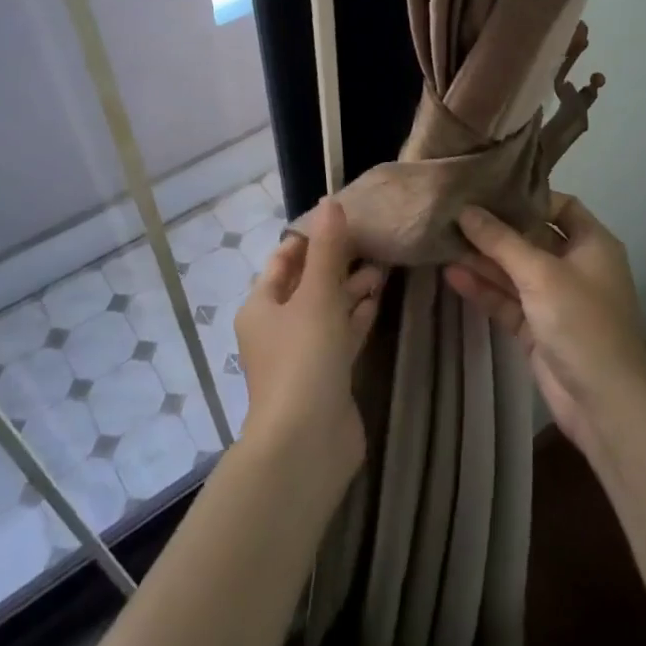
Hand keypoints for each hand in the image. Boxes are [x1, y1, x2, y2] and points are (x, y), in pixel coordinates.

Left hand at [234, 199, 382, 482]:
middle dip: (337, 263)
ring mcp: (301, 354)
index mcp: (261, 305)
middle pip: (307, 284)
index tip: (345, 219)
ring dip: (351, 290)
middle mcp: (276, 327)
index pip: (285, 260)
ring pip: (327, 310)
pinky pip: (340, 336)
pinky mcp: (325, 376)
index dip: (311, 238)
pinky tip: (378, 301)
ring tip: (384, 267)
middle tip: (374, 242)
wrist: (307, 443)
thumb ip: (328, 250)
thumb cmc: (303, 358)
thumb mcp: (317, 296)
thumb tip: (331, 202)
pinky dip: (356, 317)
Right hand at [445, 194, 645, 461]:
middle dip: (495, 229)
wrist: (604, 403)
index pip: (561, 206)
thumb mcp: (541, 274)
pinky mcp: (536, 328)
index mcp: (592, 245)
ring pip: (514, 271)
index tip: (489, 189)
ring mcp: (554, 299)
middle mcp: (574, 266)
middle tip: (453, 213)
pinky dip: (483, 289)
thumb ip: (501, 241)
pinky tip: (451, 275)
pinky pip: (507, 300)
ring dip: (483, 260)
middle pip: (531, 238)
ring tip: (442, 241)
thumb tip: (466, 209)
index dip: (528, 197)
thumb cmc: (582, 323)